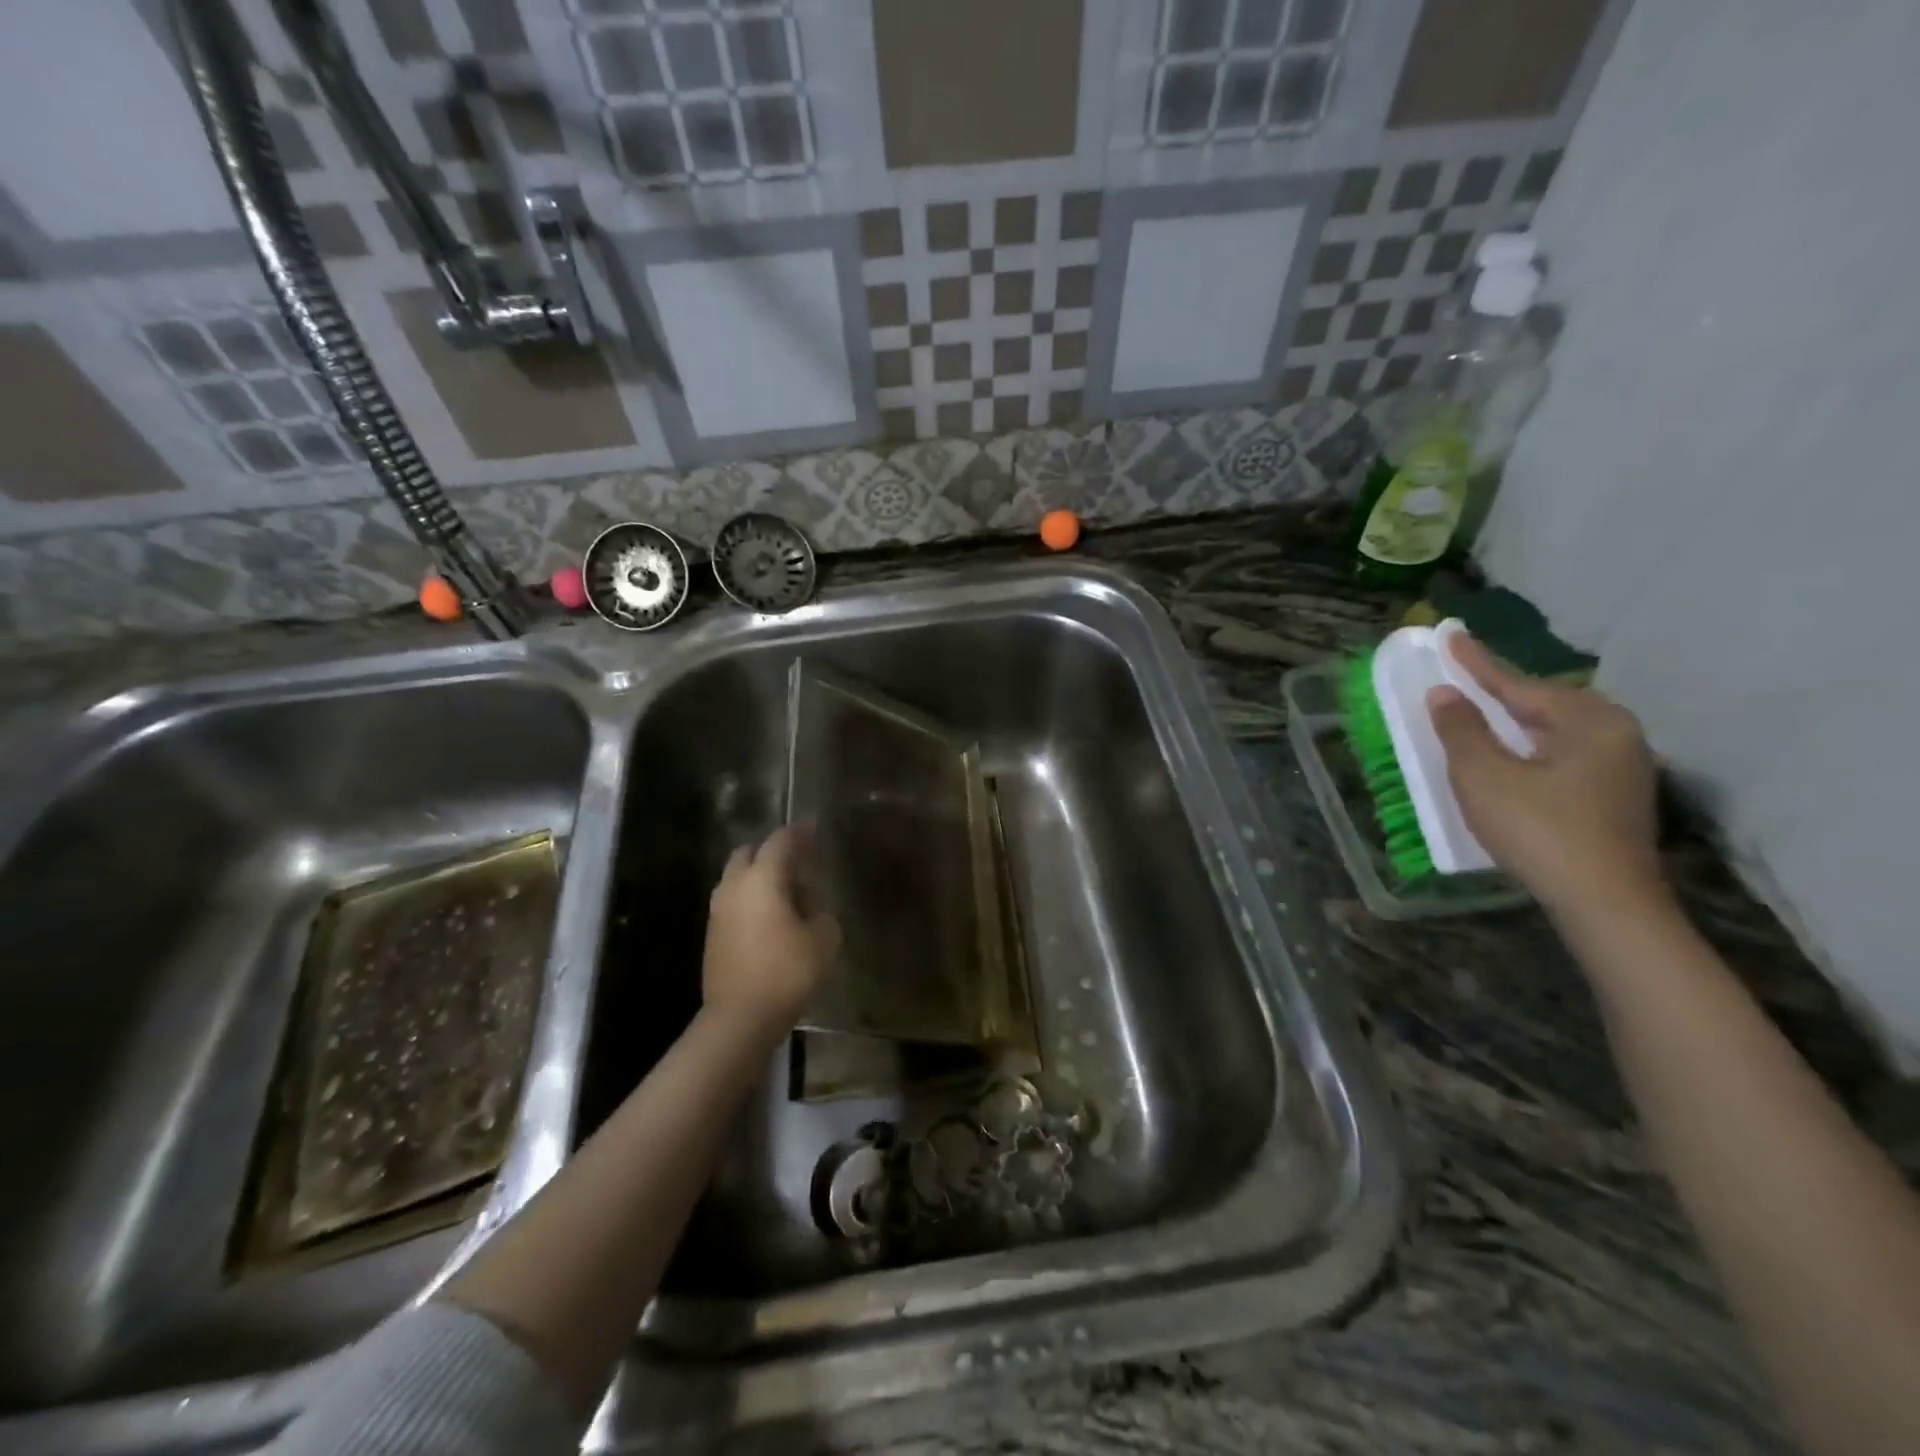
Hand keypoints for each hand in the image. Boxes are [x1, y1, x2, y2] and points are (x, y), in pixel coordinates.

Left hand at [703, 825, 840, 1041]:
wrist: (739, 1017)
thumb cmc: (786, 972)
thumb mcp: (824, 940)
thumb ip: (821, 914)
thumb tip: (812, 909)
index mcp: (763, 878)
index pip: (781, 841)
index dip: (800, 831)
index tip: (814, 825)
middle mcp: (735, 886)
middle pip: (749, 852)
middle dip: (771, 850)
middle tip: (797, 860)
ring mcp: (718, 910)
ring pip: (736, 877)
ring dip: (757, 875)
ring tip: (784, 890)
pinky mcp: (712, 934)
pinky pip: (732, 901)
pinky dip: (749, 898)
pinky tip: (769, 916)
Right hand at [1427, 632, 1661, 916]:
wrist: (1605, 904)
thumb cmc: (1540, 830)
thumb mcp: (1484, 777)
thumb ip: (1461, 730)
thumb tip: (1444, 695)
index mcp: (1588, 721)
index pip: (1518, 684)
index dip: (1476, 663)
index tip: (1450, 635)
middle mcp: (1615, 734)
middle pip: (1542, 703)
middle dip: (1499, 691)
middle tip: (1461, 675)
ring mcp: (1621, 767)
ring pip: (1553, 730)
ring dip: (1513, 720)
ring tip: (1479, 711)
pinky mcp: (1614, 796)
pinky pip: (1562, 753)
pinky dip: (1528, 746)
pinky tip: (1510, 754)